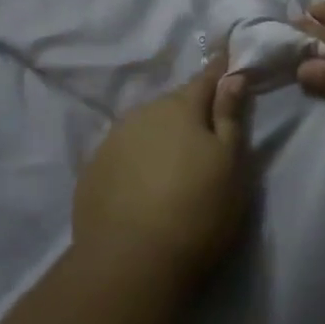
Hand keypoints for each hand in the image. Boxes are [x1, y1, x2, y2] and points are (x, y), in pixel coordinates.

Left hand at [72, 55, 250, 289]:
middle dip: (189, 112)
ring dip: (160, 137)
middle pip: (173, 104)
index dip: (218, 72)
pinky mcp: (92, 172)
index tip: (225, 60)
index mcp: (181, 107)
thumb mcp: (230, 164)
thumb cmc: (197, 210)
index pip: (206, 78)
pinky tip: (141, 187)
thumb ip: (230, 116)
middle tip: (204, 135)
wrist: (129, 262)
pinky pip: (122, 155)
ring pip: (145, 127)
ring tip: (171, 165)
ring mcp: (112, 141)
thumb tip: (232, 77)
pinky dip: (135, 162)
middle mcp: (143, 113)